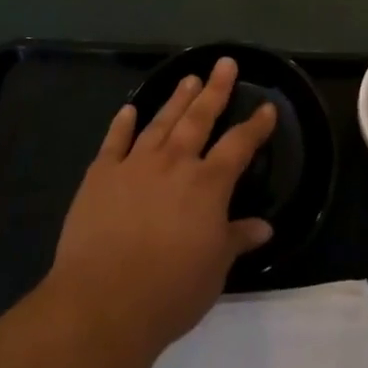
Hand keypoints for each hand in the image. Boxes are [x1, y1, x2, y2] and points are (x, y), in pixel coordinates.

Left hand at [48, 57, 275, 356]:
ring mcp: (135, 165)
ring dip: (176, 99)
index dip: (256, 125)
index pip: (239, 145)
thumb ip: (237, 239)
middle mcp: (174, 163)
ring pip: (161, 122)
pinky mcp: (100, 176)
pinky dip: (122, 124)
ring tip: (189, 78)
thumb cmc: (170, 291)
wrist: (102, 304)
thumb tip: (264, 227)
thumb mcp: (215, 269)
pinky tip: (129, 110)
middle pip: (199, 118)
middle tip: (225, 64)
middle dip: (215, 90)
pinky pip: (114, 142)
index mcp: (208, 184)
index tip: (267, 107)